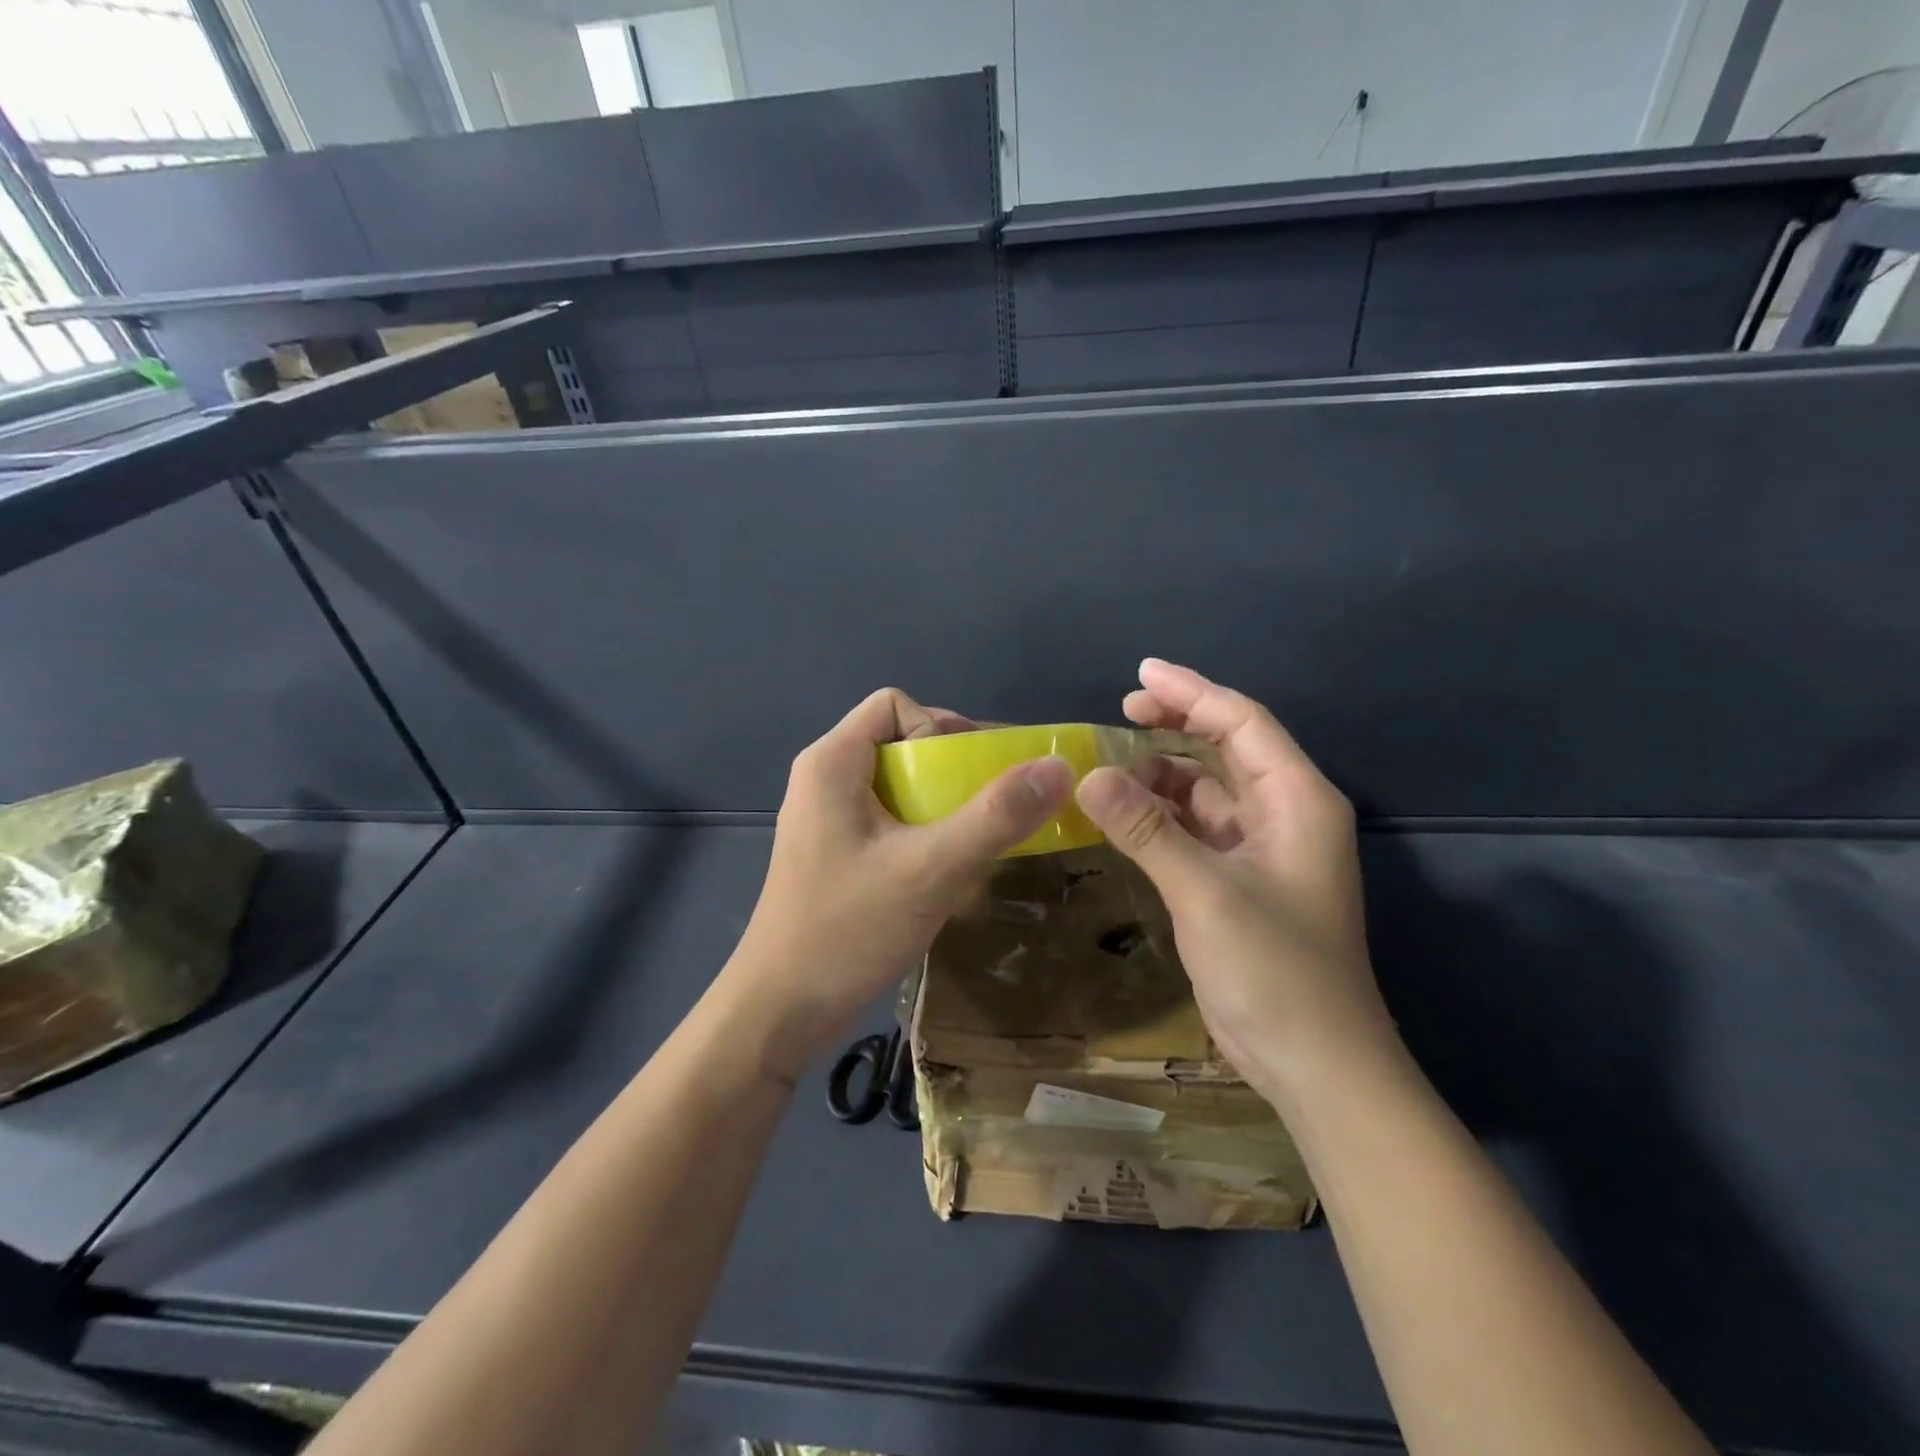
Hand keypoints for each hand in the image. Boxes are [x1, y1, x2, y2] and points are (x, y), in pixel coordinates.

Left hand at [720, 688, 1073, 1082]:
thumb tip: (1059, 766)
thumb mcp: (930, 870)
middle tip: (995, 811)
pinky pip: (893, 822)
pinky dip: (927, 835)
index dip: (941, 729)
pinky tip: (950, 874)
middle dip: (955, 771)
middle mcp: (826, 779)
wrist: (779, 1013)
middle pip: (902, 743)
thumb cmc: (846, 931)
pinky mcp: (838, 854)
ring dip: (947, 808)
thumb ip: (995, 816)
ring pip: (901, 786)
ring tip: (981, 844)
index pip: (896, 705)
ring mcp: (829, 819)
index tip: (971, 779)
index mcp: (833, 762)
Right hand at [1074, 659, 1396, 1108]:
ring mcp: (1260, 849)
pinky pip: (1194, 828)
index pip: (1243, 723)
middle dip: (1175, 724)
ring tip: (1106, 766)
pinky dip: (1159, 815)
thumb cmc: (1275, 970)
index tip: (1139, 675)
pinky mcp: (1237, 880)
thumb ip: (1147, 830)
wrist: (1315, 1063)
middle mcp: (1283, 813)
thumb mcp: (1205, 892)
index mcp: (1297, 800)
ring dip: (1160, 774)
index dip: (1192, 692)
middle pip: (1226, 748)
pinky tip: (1120, 812)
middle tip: (1118, 712)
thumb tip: (1087, 776)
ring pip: (1206, 790)